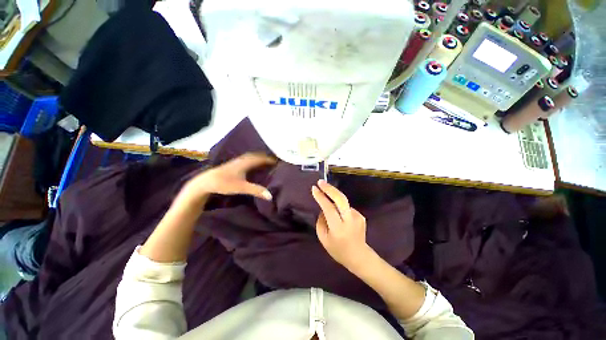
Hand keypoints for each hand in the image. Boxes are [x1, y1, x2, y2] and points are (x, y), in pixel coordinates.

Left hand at [180, 153, 275, 204]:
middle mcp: (242, 159)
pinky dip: (253, 159)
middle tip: (274, 160)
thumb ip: (256, 191)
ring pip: (251, 156)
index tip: (278, 161)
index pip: (261, 158)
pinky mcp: (232, 164)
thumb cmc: (224, 183)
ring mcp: (236, 161)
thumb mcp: (242, 187)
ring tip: (266, 160)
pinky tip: (252, 163)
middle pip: (256, 155)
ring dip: (259, 157)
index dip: (270, 159)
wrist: (205, 182)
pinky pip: (247, 158)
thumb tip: (270, 196)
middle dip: (265, 156)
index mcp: (246, 163)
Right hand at [311, 180, 372, 269]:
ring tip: (328, 202)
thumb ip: (321, 221)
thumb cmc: (338, 250)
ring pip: (343, 202)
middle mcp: (349, 220)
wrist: (359, 256)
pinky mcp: (361, 215)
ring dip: (334, 199)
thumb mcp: (323, 239)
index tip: (314, 188)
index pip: (328, 208)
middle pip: (341, 199)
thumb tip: (323, 208)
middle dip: (330, 188)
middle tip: (320, 182)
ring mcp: (357, 217)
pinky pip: (346, 207)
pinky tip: (339, 215)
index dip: (321, 197)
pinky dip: (340, 207)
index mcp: (338, 228)